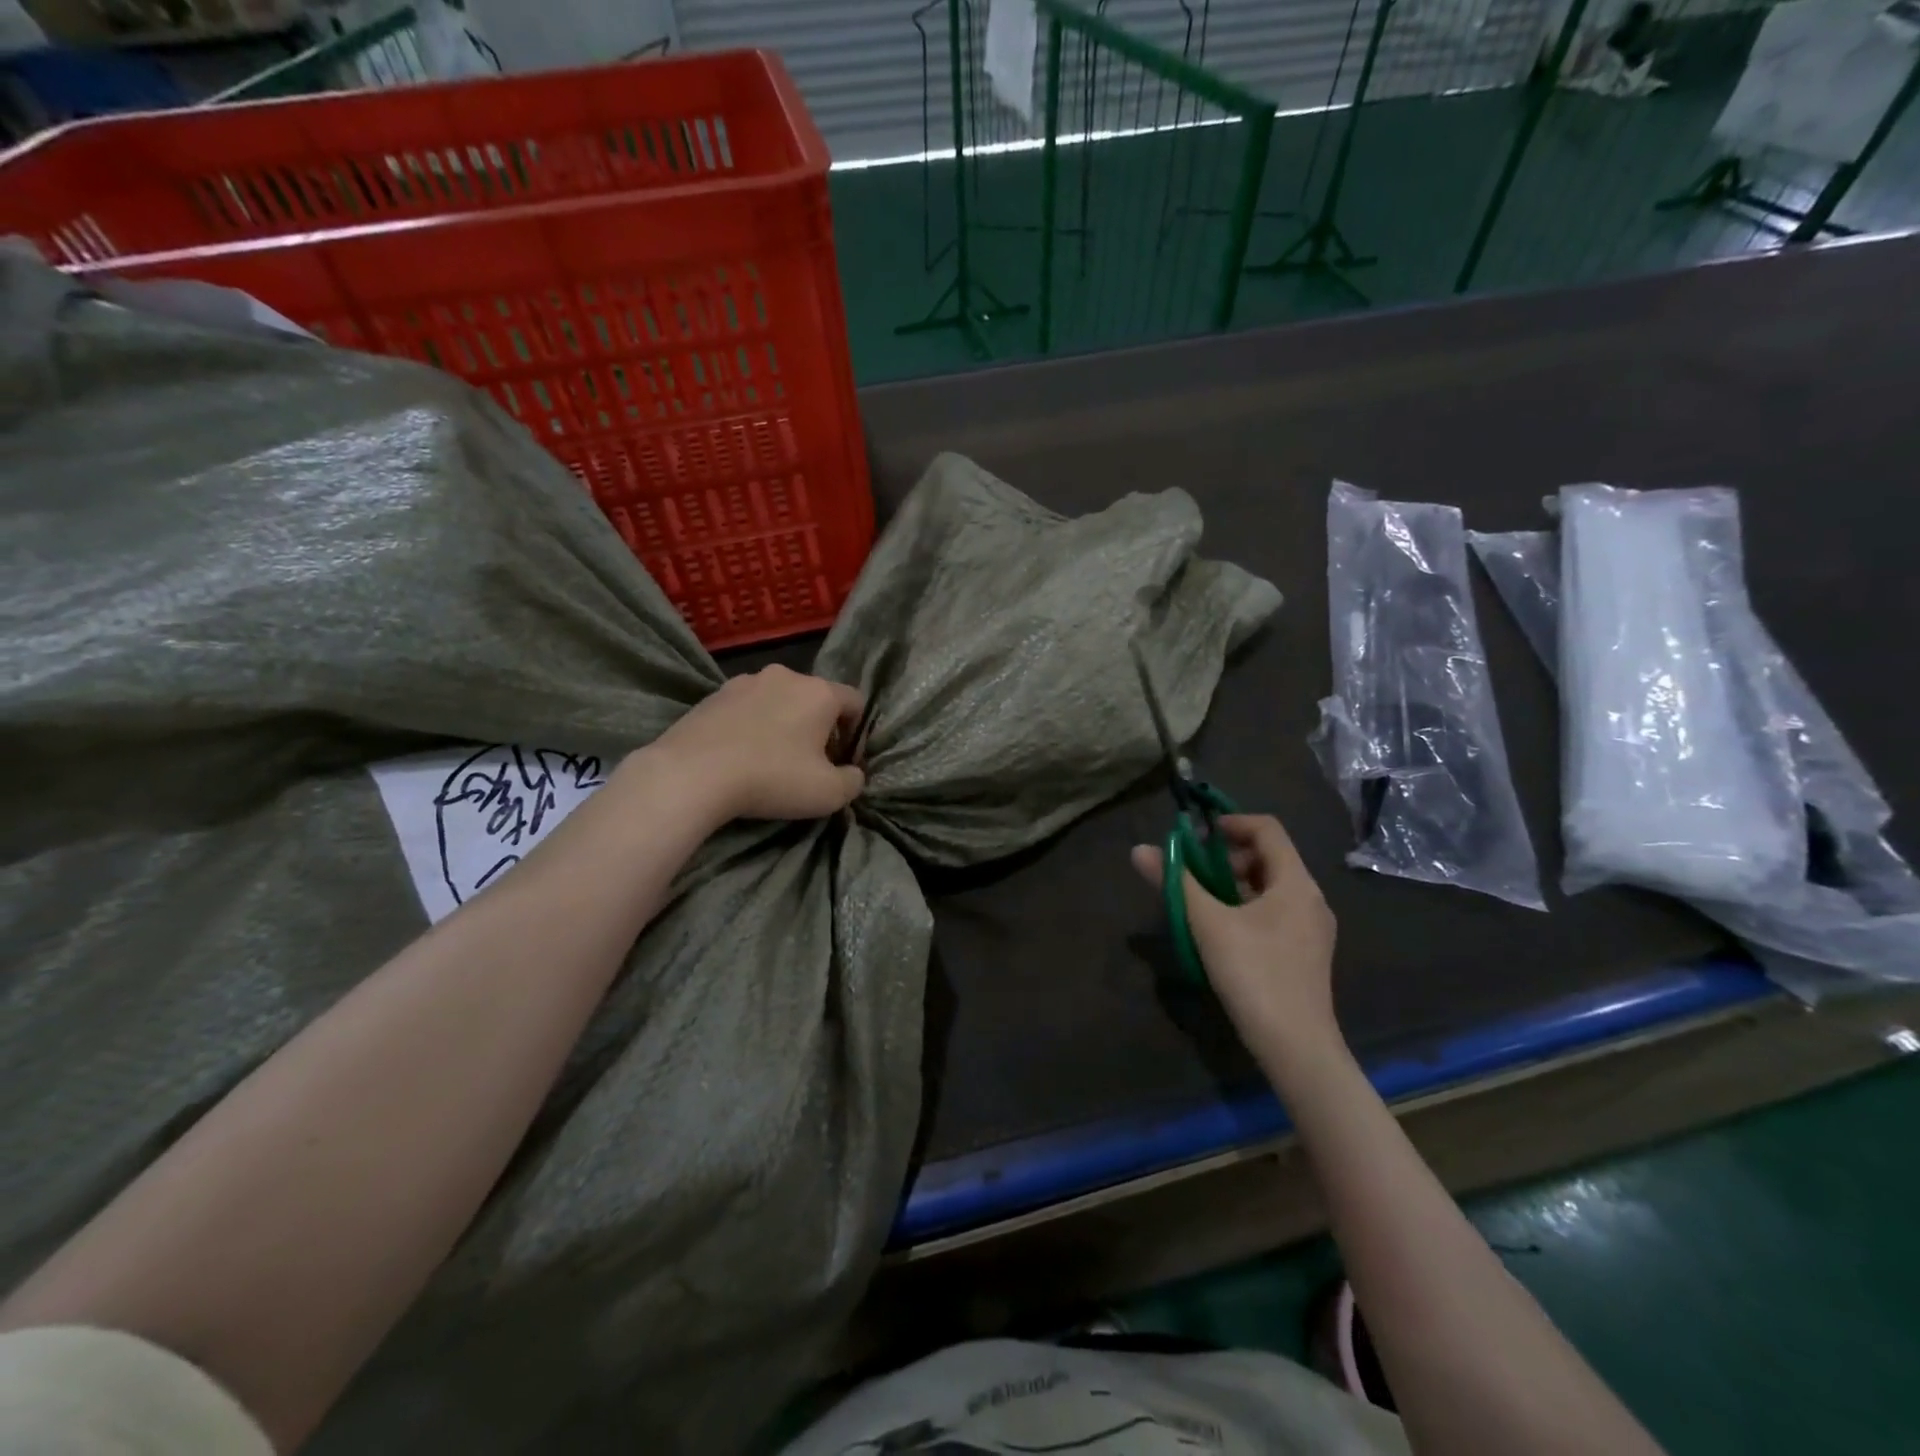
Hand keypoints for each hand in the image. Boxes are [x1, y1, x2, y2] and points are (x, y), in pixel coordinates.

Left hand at [649, 665, 866, 821]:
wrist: (692, 773)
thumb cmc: (772, 778)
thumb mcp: (828, 793)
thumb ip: (852, 782)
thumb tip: (853, 774)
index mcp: (820, 692)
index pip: (855, 701)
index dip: (856, 732)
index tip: (842, 760)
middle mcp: (786, 676)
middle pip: (815, 698)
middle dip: (817, 727)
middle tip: (807, 763)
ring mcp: (745, 681)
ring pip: (778, 700)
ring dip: (782, 724)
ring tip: (768, 759)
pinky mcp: (713, 695)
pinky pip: (745, 708)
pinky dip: (750, 726)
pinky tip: (738, 755)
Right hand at [1132, 814, 1338, 1060]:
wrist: (1297, 1048)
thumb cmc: (1254, 975)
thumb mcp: (1208, 924)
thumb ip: (1175, 882)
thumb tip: (1140, 849)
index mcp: (1296, 883)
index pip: (1268, 829)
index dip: (1230, 822)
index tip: (1196, 834)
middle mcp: (1311, 898)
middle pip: (1268, 857)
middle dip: (1226, 856)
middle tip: (1191, 871)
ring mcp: (1311, 928)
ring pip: (1270, 887)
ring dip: (1233, 882)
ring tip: (1199, 900)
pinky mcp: (1304, 952)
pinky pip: (1274, 911)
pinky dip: (1245, 906)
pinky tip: (1220, 929)